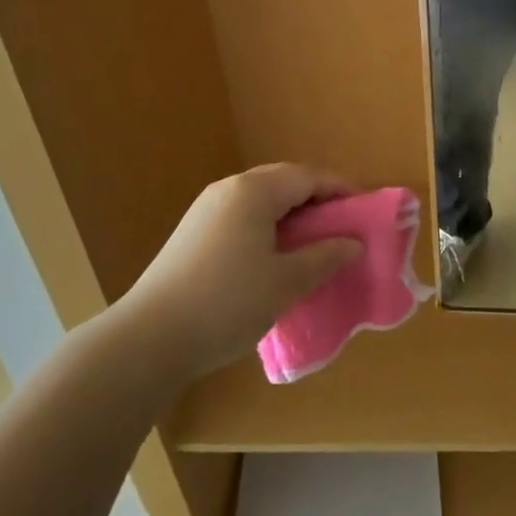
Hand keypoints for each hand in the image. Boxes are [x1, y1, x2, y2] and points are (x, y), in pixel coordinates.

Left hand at [119, 164, 362, 378]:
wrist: (148, 339)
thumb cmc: (227, 303)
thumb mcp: (286, 283)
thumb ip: (324, 257)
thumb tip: (352, 243)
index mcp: (254, 191)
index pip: (308, 177)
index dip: (341, 189)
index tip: (366, 209)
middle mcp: (229, 189)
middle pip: (284, 182)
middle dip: (317, 199)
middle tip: (343, 225)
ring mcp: (206, 209)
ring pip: (261, 199)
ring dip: (292, 214)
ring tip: (314, 243)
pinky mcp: (193, 233)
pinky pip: (242, 215)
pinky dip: (268, 226)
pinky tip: (275, 256)